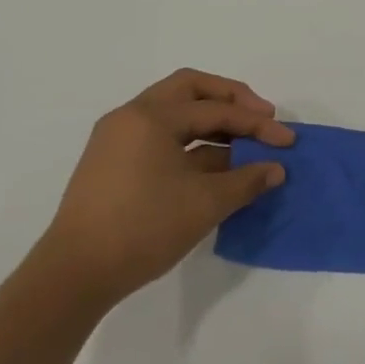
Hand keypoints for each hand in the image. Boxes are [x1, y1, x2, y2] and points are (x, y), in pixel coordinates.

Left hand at [32, 69, 293, 304]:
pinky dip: (193, 143)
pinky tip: (218, 165)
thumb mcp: (207, 203)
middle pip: (190, 90)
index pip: (216, 110)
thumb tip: (276, 170)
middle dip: (232, 100)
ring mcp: (119, 139)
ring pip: (175, 113)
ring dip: (213, 123)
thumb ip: (247, 180)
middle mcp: (131, 117)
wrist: (76, 273)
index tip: (288, 142)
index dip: (258, 124)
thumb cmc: (144, 228)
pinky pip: (162, 137)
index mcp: (151, 117)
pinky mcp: (115, 163)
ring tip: (245, 144)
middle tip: (263, 117)